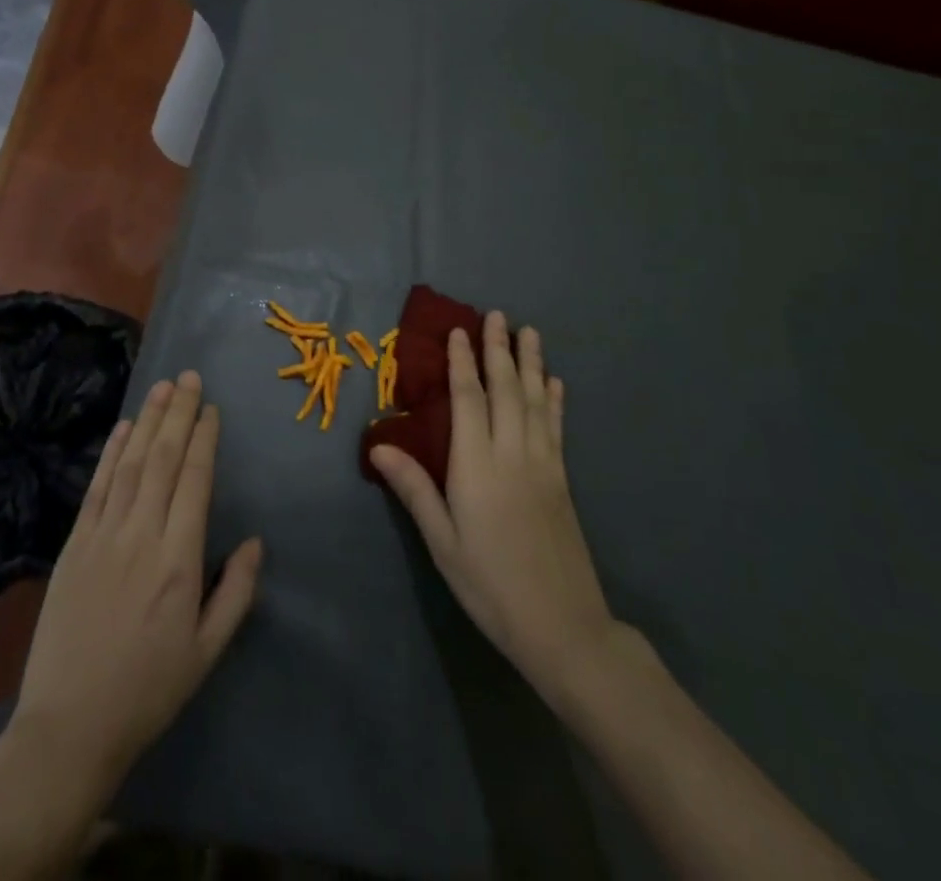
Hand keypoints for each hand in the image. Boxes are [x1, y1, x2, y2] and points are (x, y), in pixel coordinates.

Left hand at [12, 371, 263, 793]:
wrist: (69, 725)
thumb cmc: (148, 690)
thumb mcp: (206, 652)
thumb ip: (236, 593)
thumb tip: (256, 541)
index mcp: (179, 561)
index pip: (195, 481)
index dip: (205, 439)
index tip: (212, 409)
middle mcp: (142, 535)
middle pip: (164, 460)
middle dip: (179, 414)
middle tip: (190, 377)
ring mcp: (103, 536)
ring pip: (131, 464)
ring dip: (148, 421)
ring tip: (162, 387)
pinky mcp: (75, 544)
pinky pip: (97, 487)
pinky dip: (111, 453)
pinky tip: (124, 427)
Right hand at [370, 312, 620, 702]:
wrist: (563, 627)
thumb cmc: (490, 584)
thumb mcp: (442, 542)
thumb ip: (414, 489)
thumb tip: (377, 445)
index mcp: (477, 466)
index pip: (468, 400)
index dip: (463, 363)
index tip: (459, 331)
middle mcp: (512, 454)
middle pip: (506, 390)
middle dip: (499, 350)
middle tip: (497, 314)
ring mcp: (543, 465)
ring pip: (536, 402)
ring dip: (532, 364)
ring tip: (530, 332)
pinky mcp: (562, 481)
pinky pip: (557, 429)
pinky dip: (555, 402)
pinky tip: (556, 384)